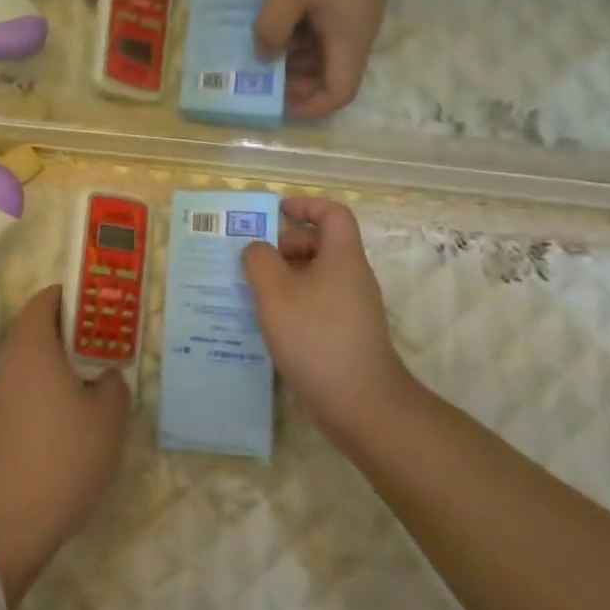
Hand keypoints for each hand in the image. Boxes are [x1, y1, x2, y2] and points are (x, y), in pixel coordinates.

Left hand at [0, 287, 127, 604]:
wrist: (10, 522)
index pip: (46, 299)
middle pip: (38, 329)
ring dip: (60, 364)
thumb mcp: (108, 416)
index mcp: (33, 346)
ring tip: (94, 384)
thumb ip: (113, 383)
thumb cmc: (64, 456)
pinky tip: (70, 421)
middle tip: (105, 346)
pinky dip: (47, 392)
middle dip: (71, 332)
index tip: (101, 309)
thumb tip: (104, 376)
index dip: (73, 297)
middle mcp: (10, 362)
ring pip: (32, 362)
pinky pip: (25, 391)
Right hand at [241, 198, 416, 442]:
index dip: (305, 205)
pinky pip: (314, 304)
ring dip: (281, 278)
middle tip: (249, 260)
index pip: (332, 213)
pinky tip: (265, 323)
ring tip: (248, 291)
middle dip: (283, 245)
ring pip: (313, 277)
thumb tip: (257, 249)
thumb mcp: (275, 292)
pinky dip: (290, 305)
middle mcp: (351, 277)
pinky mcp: (345, 335)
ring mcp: (350, 308)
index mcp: (342, 257)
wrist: (362, 404)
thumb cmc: (317, 337)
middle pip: (319, 245)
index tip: (275, 212)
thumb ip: (259, 260)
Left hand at [254, 0, 403, 117]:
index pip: (338, 94)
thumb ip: (272, 27)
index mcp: (348, 43)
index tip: (277, 99)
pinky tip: (273, 18)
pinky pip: (321, 31)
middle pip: (328, 77)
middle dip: (294, 81)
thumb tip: (263, 57)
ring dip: (293, 56)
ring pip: (322, 54)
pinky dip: (298, 33)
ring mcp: (351, 19)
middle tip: (258, 70)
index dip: (309, 106)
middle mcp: (354, 38)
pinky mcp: (345, 2)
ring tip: (259, 43)